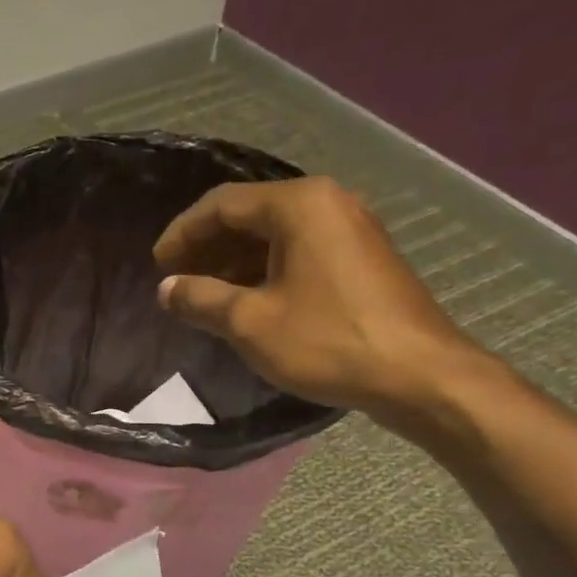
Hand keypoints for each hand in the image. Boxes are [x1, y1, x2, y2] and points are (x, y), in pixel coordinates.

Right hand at [153, 176, 486, 425]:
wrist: (418, 374)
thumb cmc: (327, 341)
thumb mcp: (250, 323)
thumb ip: (200, 299)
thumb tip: (167, 289)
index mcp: (298, 205)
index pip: (222, 204)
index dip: (182, 233)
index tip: (157, 264)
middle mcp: (327, 202)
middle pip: (250, 214)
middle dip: (207, 246)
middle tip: (176, 279)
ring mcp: (350, 228)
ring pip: (275, 234)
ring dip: (234, 260)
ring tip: (204, 294)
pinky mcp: (362, 257)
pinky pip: (299, 250)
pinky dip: (265, 269)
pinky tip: (247, 301)